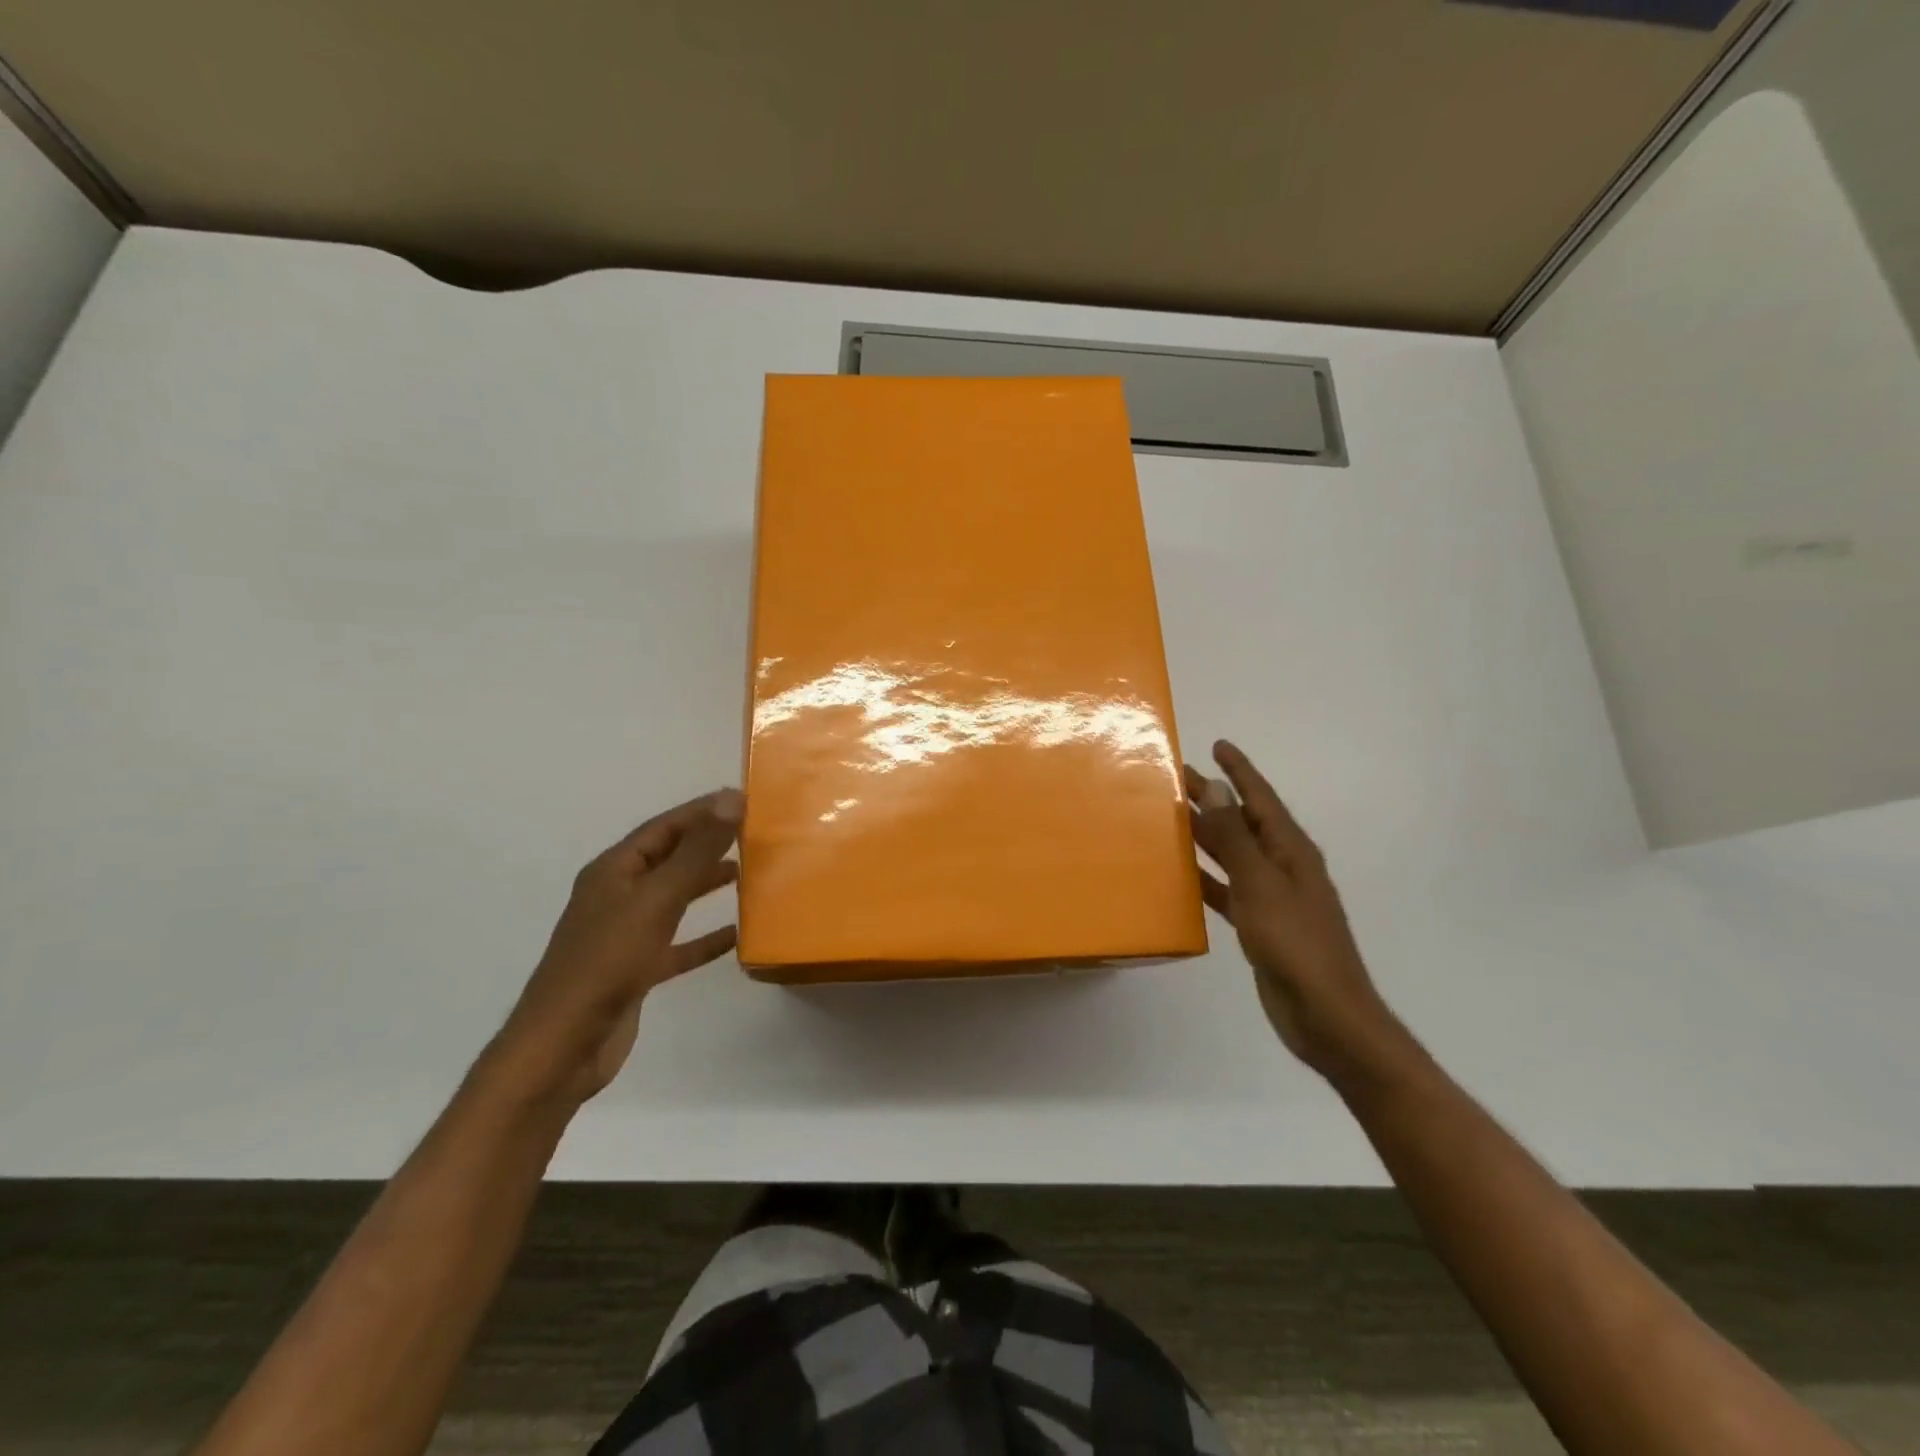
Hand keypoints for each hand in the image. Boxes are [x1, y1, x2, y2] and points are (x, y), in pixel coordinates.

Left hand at [486, 790, 743, 1108]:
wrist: (564, 1046)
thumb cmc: (607, 963)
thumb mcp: (656, 900)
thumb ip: (695, 852)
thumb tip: (731, 800)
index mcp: (613, 871)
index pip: (663, 827)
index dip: (701, 811)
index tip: (743, 800)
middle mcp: (617, 896)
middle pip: (668, 859)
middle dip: (706, 844)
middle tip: (751, 834)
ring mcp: (625, 934)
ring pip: (673, 898)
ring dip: (705, 884)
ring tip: (745, 873)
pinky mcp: (636, 970)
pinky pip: (677, 945)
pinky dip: (704, 938)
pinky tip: (735, 935)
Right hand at [1186, 741, 1395, 1076]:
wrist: (1326, 1015)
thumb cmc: (1295, 944)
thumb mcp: (1261, 884)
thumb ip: (1236, 838)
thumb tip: (1218, 787)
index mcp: (1291, 851)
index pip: (1261, 798)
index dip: (1240, 771)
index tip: (1218, 746)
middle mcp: (1283, 867)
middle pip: (1243, 822)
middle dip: (1214, 799)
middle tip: (1177, 779)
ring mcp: (1272, 897)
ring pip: (1233, 854)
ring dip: (1207, 835)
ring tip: (1174, 818)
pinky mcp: (1260, 925)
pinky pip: (1228, 890)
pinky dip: (1207, 878)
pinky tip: (1183, 874)